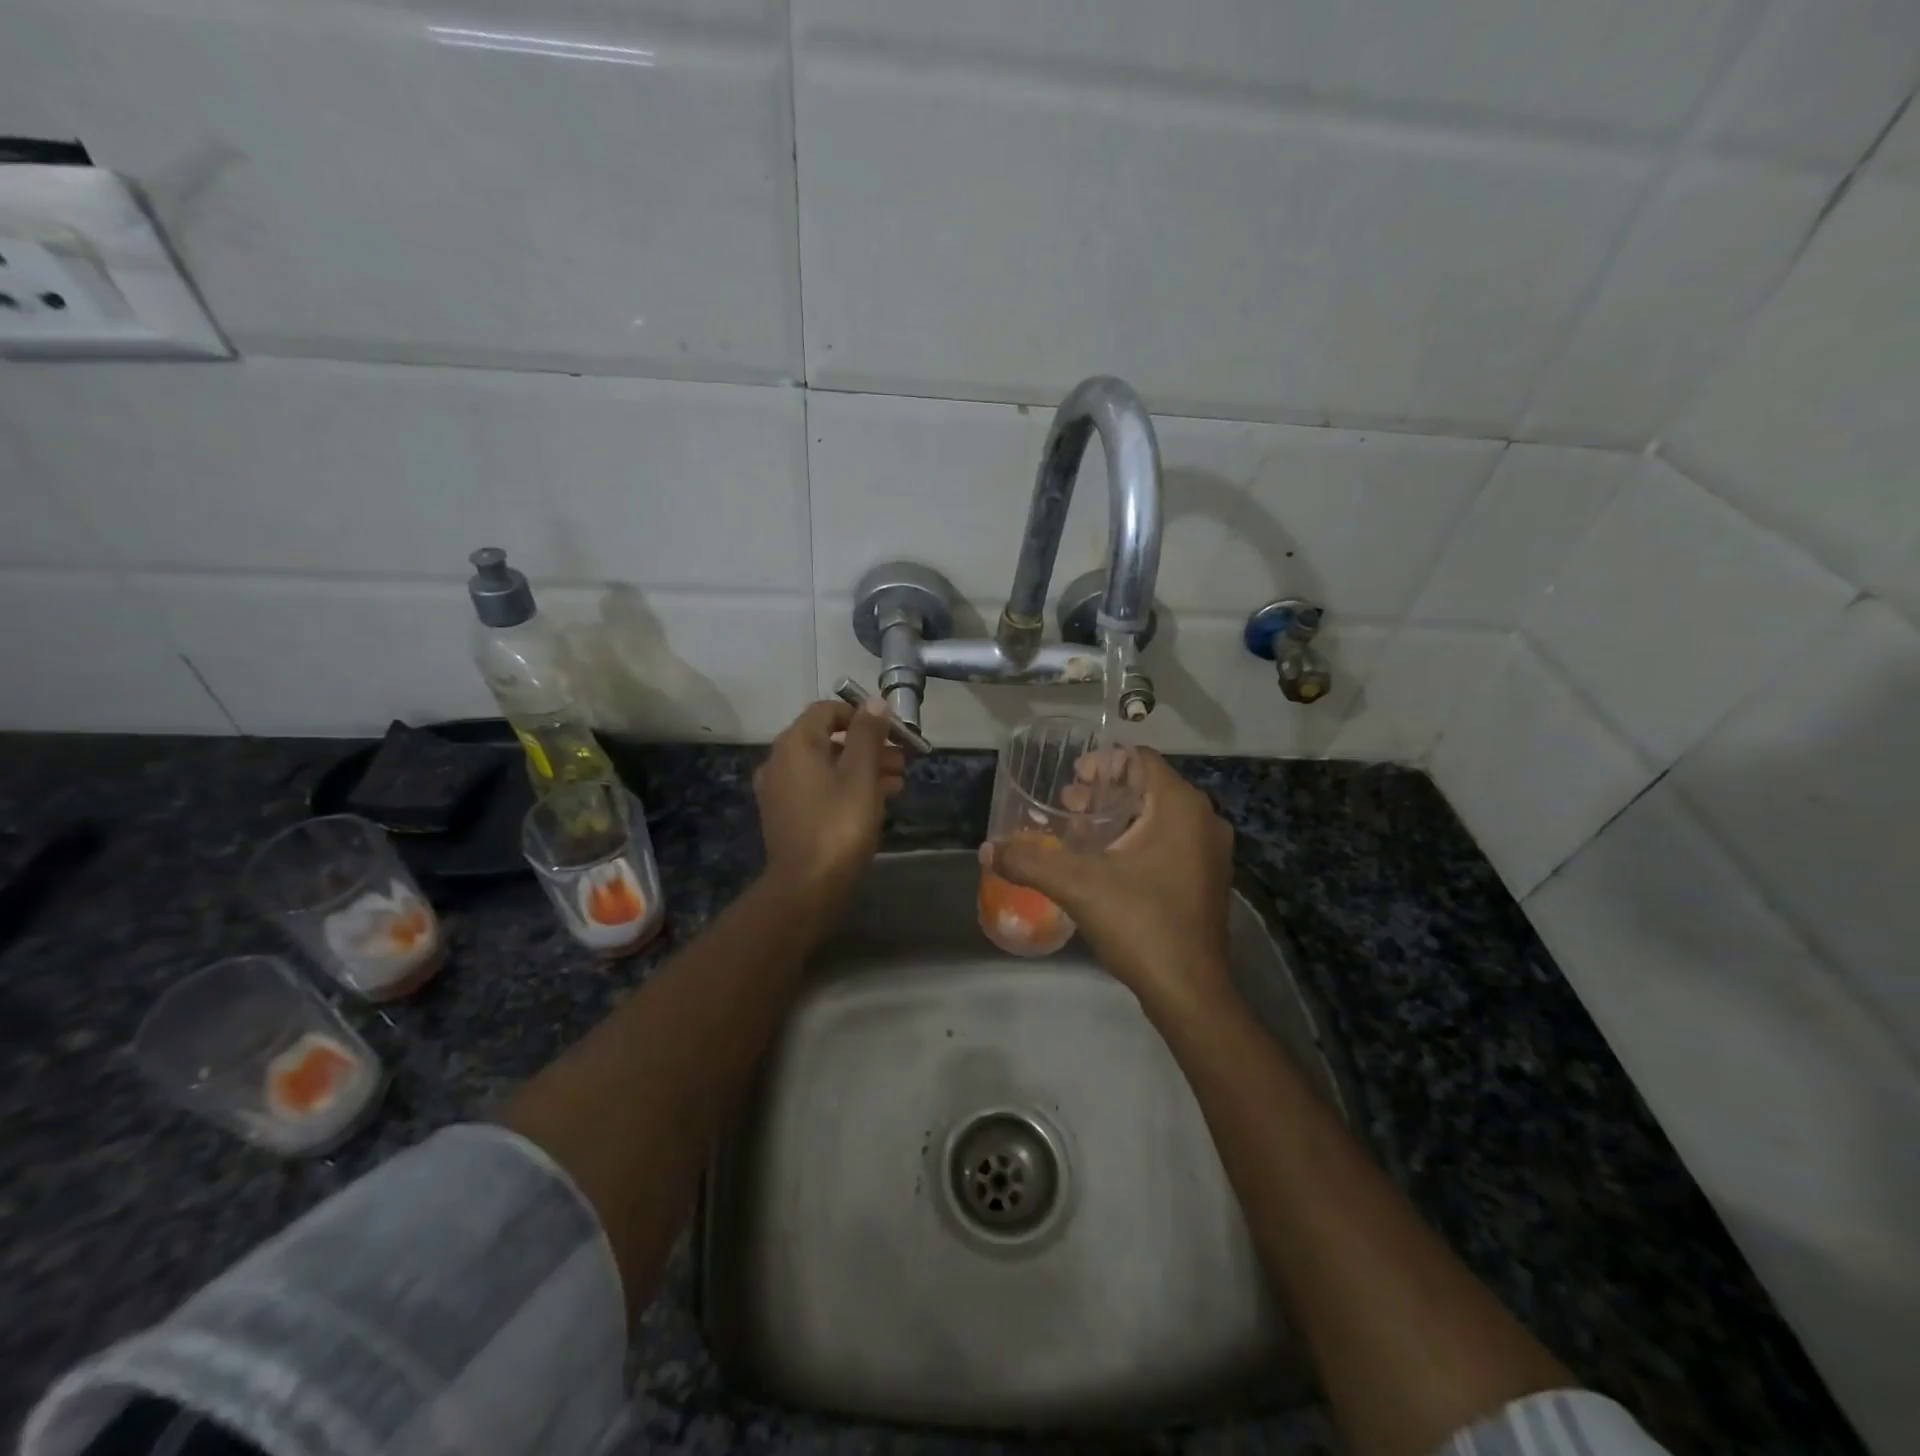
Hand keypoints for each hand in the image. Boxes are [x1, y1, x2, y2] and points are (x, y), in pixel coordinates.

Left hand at [754, 698, 905, 926]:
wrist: (807, 886)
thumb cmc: (839, 823)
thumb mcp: (861, 774)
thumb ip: (868, 734)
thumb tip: (874, 701)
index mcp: (795, 743)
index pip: (828, 710)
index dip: (862, 715)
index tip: (892, 731)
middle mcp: (780, 761)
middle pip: (828, 739)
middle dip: (868, 745)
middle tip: (902, 759)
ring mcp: (780, 791)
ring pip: (826, 766)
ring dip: (861, 768)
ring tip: (897, 782)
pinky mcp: (786, 816)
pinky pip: (819, 789)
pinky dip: (845, 787)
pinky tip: (875, 801)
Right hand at [981, 748, 1235, 1022]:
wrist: (1190, 992)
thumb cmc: (1140, 924)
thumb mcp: (1078, 886)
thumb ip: (1030, 861)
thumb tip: (986, 850)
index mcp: (1180, 807)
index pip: (1140, 759)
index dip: (1102, 762)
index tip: (1071, 780)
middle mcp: (1203, 820)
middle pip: (1148, 786)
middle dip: (1105, 791)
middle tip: (1068, 806)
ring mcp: (1210, 852)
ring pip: (1159, 815)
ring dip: (1119, 817)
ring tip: (1081, 832)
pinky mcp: (1206, 879)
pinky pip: (1169, 841)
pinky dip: (1137, 840)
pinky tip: (1106, 863)